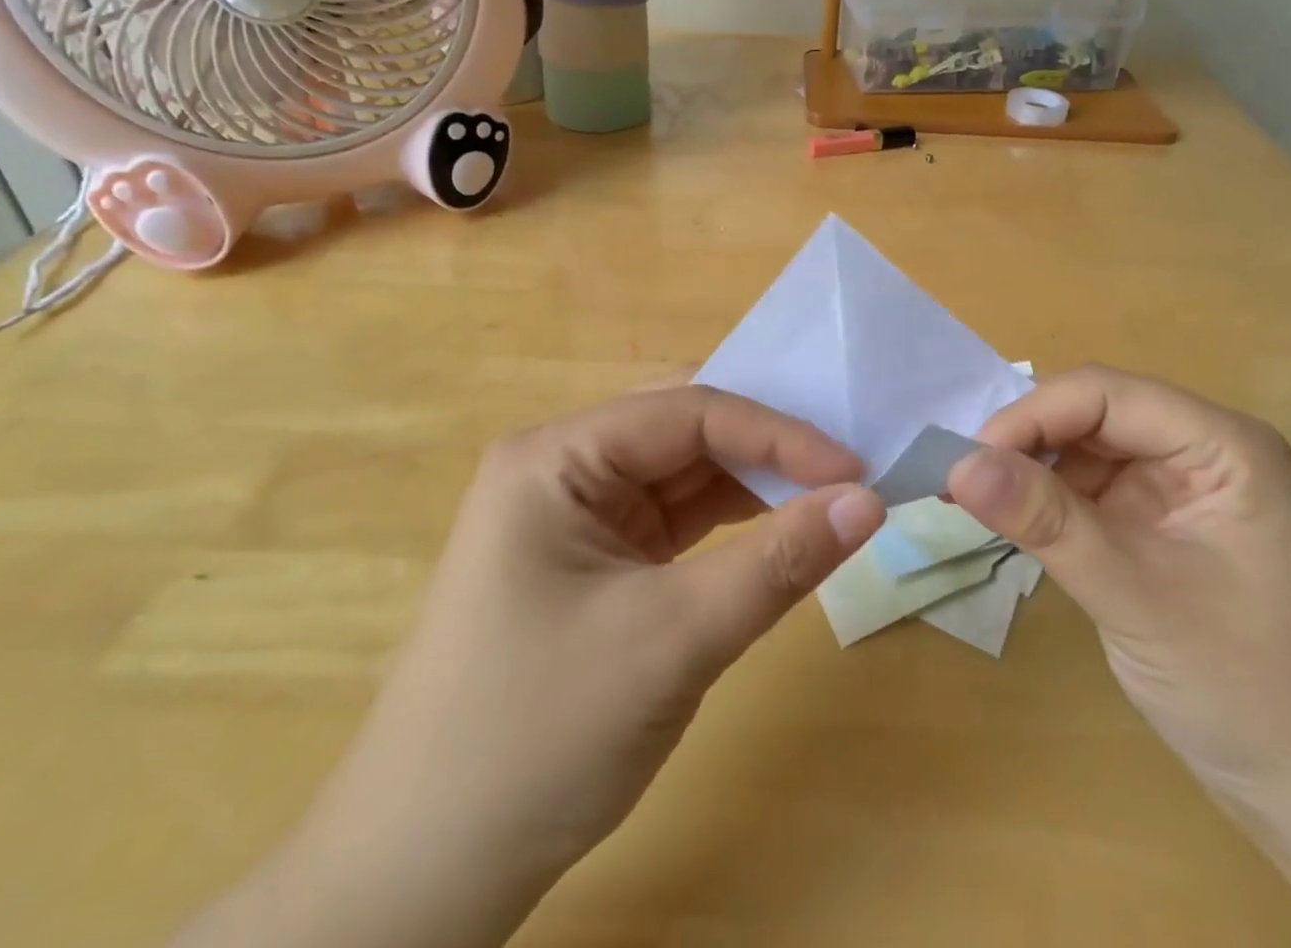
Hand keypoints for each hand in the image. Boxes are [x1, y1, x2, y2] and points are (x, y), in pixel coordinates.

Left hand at [177, 385, 885, 947]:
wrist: (422, 879)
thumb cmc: (537, 737)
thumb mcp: (673, 639)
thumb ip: (778, 561)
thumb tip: (869, 501)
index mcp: (557, 456)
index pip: (688, 412)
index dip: (778, 433)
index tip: (854, 469)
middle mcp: (565, 466)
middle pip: (686, 429)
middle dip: (769, 445)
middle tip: (850, 467)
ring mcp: (580, 513)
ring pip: (687, 472)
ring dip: (758, 482)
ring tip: (833, 494)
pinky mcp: (598, 557)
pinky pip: (679, 518)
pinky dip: (735, 522)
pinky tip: (784, 528)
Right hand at [950, 366, 1290, 947]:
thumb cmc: (1258, 693)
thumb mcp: (1140, 598)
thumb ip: (1048, 522)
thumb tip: (957, 463)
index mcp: (1221, 445)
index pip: (1105, 394)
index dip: (1032, 416)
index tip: (968, 462)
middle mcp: (1200, 454)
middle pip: (1091, 417)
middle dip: (1025, 444)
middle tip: (960, 484)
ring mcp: (1179, 496)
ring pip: (1084, 456)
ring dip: (1030, 476)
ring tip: (973, 506)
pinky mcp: (1160, 534)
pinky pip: (1089, 498)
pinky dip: (1047, 509)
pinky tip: (1014, 530)